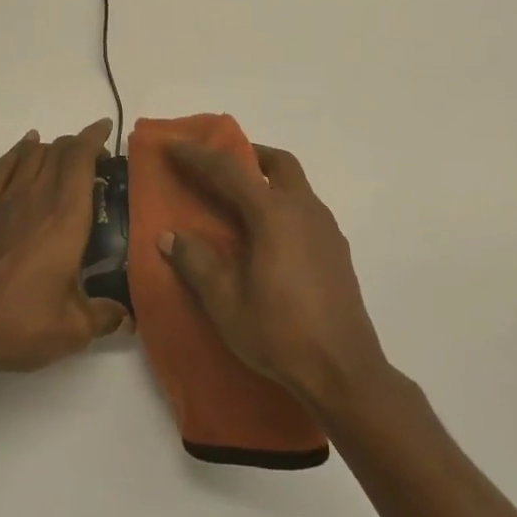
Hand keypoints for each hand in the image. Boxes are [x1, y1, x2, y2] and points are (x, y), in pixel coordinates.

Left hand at [0, 119, 127, 375]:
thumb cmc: (22, 321)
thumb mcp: (73, 328)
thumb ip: (104, 317)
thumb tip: (125, 317)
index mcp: (66, 217)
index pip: (81, 160)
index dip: (94, 138)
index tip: (105, 129)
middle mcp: (37, 198)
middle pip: (58, 152)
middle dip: (77, 144)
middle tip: (93, 155)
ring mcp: (6, 201)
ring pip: (31, 155)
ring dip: (50, 146)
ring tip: (63, 151)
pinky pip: (1, 168)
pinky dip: (16, 152)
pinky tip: (24, 149)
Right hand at [162, 141, 388, 416]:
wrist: (345, 373)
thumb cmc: (280, 334)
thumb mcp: (226, 302)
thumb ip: (197, 263)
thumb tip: (170, 237)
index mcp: (273, 215)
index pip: (229, 170)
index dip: (198, 155)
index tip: (173, 144)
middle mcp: (304, 210)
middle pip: (278, 164)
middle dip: (247, 155)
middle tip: (219, 166)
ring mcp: (326, 230)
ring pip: (296, 185)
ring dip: (268, 181)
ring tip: (239, 203)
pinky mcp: (337, 251)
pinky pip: (305, 210)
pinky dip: (282, 205)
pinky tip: (268, 237)